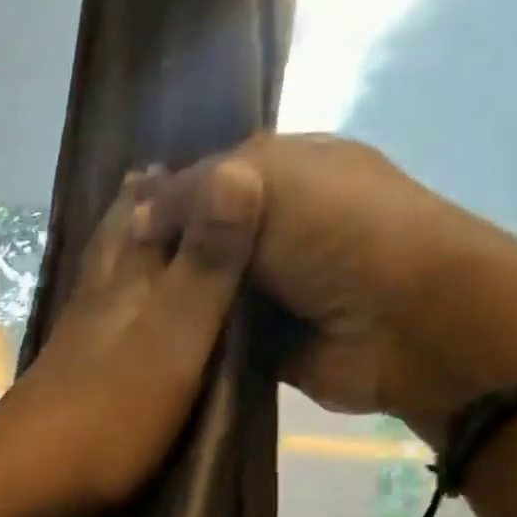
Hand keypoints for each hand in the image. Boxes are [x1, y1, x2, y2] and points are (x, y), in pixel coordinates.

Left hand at [0, 159, 265, 513]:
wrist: (28, 474)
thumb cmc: (111, 412)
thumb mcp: (174, 339)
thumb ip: (205, 266)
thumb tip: (237, 167)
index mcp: (126, 280)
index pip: (151, 210)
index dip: (180, 181)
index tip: (209, 153)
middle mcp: (98, 296)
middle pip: (119, 236)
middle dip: (143, 204)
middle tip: (162, 174)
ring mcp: (77, 336)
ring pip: (104, 272)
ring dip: (124, 243)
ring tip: (142, 222)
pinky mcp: (69, 372)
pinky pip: (98, 314)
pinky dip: (113, 294)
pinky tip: (115, 306)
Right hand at [141, 133, 516, 435]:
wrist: (407, 323)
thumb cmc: (342, 231)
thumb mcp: (266, 182)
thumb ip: (193, 193)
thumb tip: (135, 216)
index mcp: (283, 172)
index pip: (205, 180)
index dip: (163, 199)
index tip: (114, 228)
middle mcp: (275, 228)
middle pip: (201, 241)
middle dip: (163, 257)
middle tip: (109, 277)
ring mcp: (272, 290)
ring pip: (205, 292)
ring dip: (173, 302)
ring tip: (116, 313)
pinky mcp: (266, 344)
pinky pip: (216, 339)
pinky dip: (191, 341)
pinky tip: (146, 344)